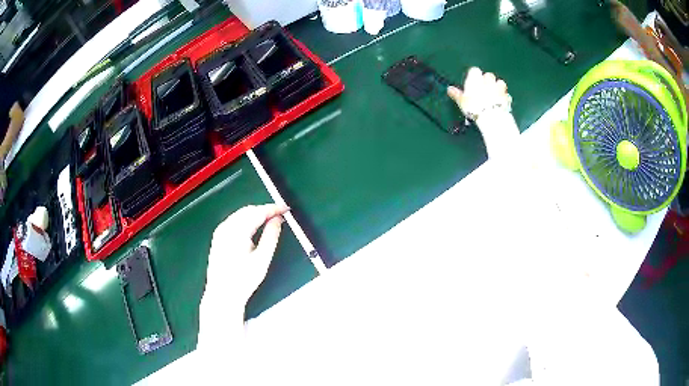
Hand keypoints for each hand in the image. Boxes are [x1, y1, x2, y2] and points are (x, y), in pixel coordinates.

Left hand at [203, 204, 288, 311]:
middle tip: (280, 215)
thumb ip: (271, 236)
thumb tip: (278, 219)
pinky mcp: (218, 237)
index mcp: (236, 231)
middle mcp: (226, 227)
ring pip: (240, 214)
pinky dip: (246, 219)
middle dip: (264, 210)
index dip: (273, 208)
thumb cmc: (243, 280)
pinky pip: (234, 221)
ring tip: (270, 220)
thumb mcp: (262, 259)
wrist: (222, 294)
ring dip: (256, 214)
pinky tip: (254, 226)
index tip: (286, 208)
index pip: (257, 212)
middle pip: (248, 210)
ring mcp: (220, 231)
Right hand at [447, 67, 511, 121]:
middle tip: (484, 90)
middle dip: (487, 81)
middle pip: (488, 75)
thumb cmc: (473, 107)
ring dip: (497, 87)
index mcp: (476, 78)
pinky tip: (501, 103)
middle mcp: (488, 79)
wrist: (491, 116)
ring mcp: (499, 87)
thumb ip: (456, 94)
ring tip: (494, 96)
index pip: (474, 70)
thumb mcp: (461, 101)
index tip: (473, 84)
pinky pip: (506, 94)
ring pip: (499, 82)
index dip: (474, 76)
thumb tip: (449, 89)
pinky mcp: (507, 96)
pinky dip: (504, 97)